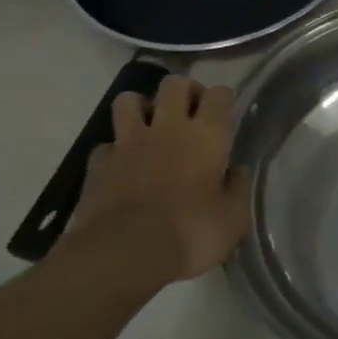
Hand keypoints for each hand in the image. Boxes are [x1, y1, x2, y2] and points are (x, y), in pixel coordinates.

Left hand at [60, 77, 251, 291]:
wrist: (124, 253)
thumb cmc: (190, 234)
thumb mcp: (233, 220)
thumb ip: (238, 189)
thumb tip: (238, 171)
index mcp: (206, 136)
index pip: (219, 95)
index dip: (224, 98)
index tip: (226, 112)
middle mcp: (167, 128)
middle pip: (174, 85)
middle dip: (185, 91)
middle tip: (191, 112)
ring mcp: (128, 142)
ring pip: (129, 100)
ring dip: (142, 107)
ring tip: (151, 127)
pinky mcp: (99, 163)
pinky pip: (107, 144)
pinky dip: (115, 150)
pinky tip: (122, 166)